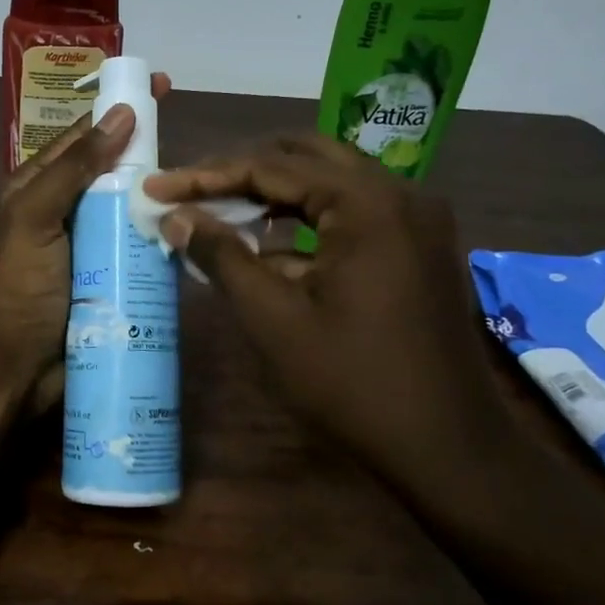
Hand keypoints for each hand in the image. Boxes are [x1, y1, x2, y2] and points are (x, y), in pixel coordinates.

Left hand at [0, 74, 169, 408]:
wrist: (12, 371)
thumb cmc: (16, 290)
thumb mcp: (33, 219)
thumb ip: (73, 169)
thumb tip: (120, 115)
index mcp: (36, 189)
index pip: (82, 137)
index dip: (118, 110)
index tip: (159, 87)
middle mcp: (65, 213)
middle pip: (112, 173)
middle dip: (148, 155)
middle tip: (193, 143)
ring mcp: (89, 249)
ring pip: (131, 211)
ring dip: (161, 199)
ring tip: (205, 186)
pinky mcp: (110, 281)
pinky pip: (140, 251)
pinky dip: (163, 239)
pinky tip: (193, 230)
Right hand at [143, 135, 508, 482]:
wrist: (447, 446)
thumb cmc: (353, 382)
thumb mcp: (274, 319)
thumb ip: (223, 257)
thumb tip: (176, 217)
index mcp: (367, 202)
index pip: (271, 166)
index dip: (206, 176)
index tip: (157, 187)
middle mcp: (399, 193)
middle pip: (304, 159)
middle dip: (241, 172)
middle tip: (188, 191)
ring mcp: (416, 219)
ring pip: (330, 184)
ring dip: (273, 194)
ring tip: (217, 212)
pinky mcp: (419, 246)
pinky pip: (353, 214)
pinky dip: (307, 222)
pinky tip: (266, 247)